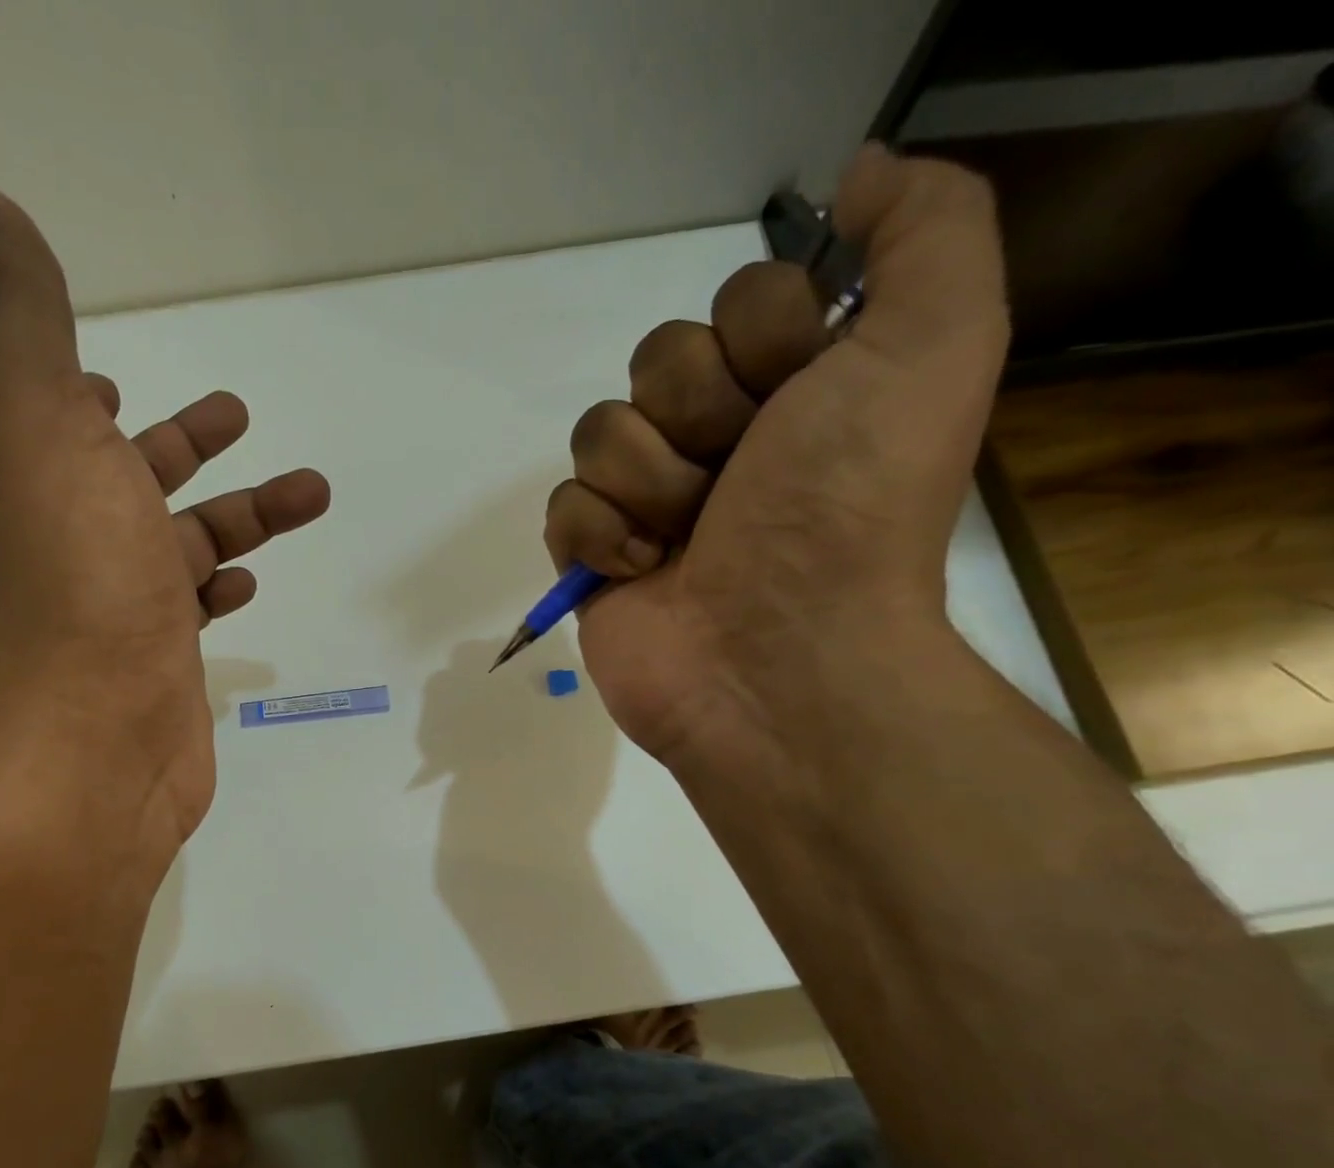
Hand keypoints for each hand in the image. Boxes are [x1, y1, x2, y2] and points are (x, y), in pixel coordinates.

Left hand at [0, 188, 329, 857]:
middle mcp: (77, 543)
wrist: (89, 737)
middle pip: (139, 481)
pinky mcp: (166, 665)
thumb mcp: (38, 421)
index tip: (114, 383)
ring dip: (243, 514)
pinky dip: (225, 590)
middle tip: (241, 414)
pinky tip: (252, 586)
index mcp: (43, 480)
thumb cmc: (76, 576)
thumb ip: (24, 321)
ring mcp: (124, 609)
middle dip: (191, 446)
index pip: (61, 423)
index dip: (82, 396)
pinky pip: (197, 612)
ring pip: (189, 545)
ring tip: (312, 491)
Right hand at [542, 147, 1009, 766]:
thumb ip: (926, 230)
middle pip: (656, 361)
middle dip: (699, 418)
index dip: (760, 340)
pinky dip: (596, 537)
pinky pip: (562, 506)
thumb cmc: (848, 512)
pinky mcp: (596, 558)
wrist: (779, 662)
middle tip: (738, 482)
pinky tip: (640, 573)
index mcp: (800, 390)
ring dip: (649, 484)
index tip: (799, 399)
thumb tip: (855, 174)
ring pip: (600, 432)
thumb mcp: (935, 345)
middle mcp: (724, 439)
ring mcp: (651, 503)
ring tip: (688, 541)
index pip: (737, 300)